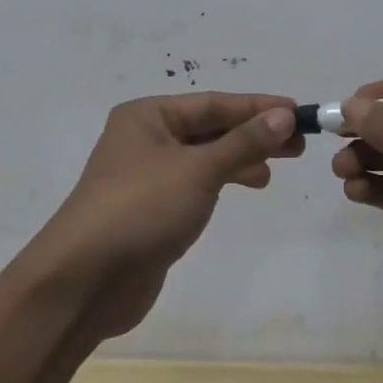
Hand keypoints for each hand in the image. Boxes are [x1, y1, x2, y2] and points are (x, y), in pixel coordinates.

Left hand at [25, 93, 302, 342]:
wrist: (85, 280)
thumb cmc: (141, 209)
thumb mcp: (197, 170)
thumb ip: (243, 143)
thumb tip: (283, 115)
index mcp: (147, 116)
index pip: (212, 103)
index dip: (257, 106)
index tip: (297, 111)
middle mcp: (144, 138)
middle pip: (209, 128)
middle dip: (252, 133)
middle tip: (297, 145)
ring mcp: (146, 176)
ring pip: (203, 156)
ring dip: (240, 157)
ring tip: (277, 167)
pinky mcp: (151, 209)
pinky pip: (195, 183)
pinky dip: (222, 180)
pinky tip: (247, 186)